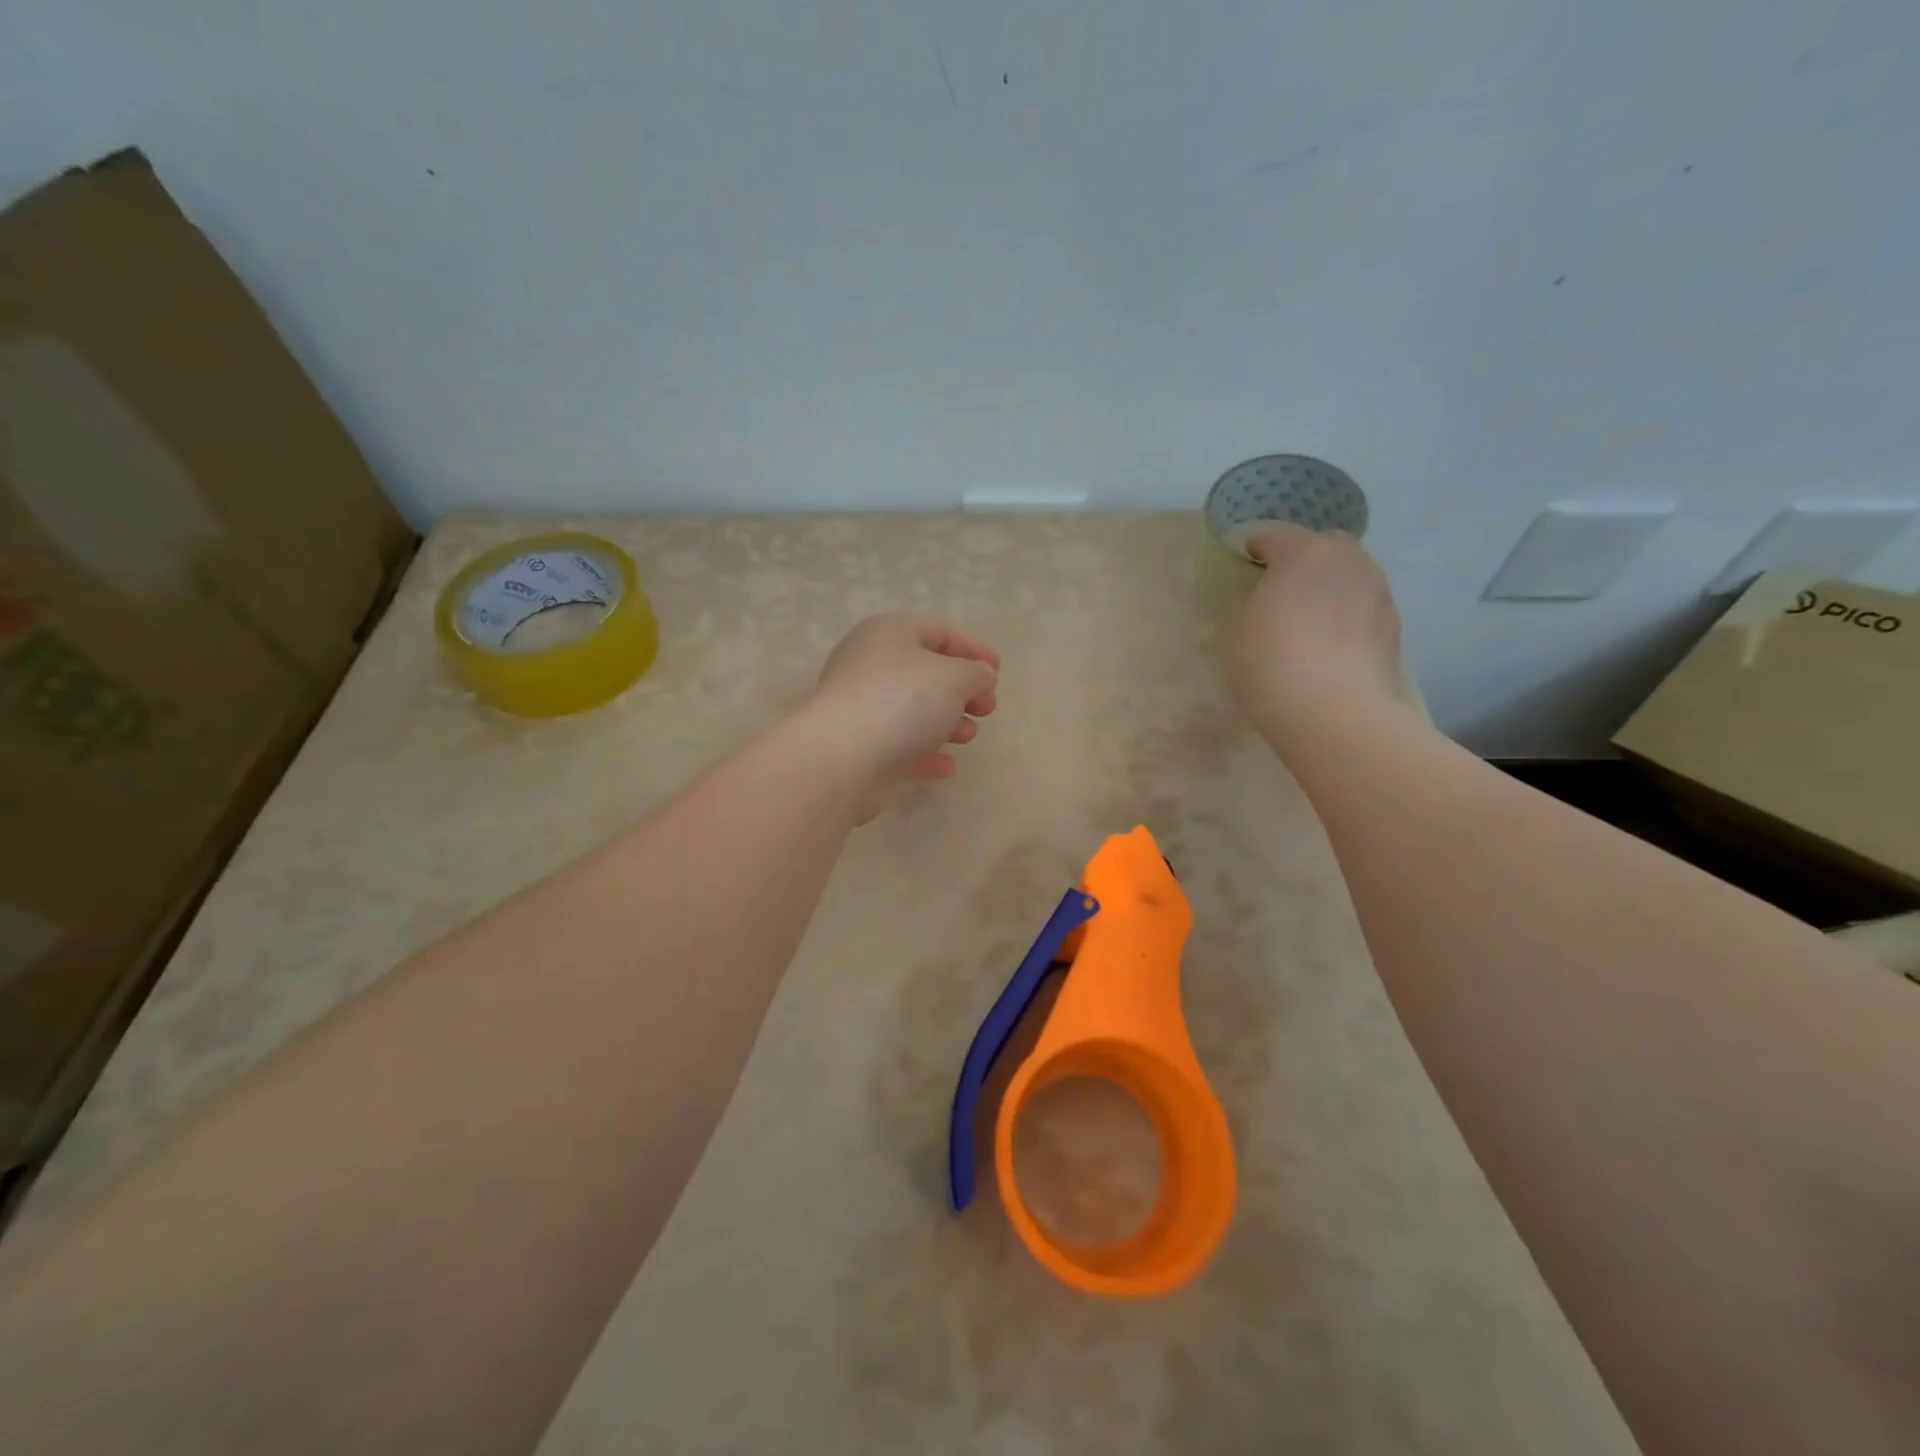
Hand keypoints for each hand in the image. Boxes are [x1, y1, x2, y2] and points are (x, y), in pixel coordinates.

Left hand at [806, 613, 998, 818]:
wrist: (843, 756)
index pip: (938, 632)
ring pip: (912, 710)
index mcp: (889, 633)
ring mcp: (861, 706)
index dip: (972, 649)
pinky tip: (946, 766)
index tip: (998, 671)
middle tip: (987, 709)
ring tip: (968, 736)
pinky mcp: (858, 746)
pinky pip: (899, 744)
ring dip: (946, 722)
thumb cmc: (903, 700)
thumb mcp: (956, 677)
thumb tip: (980, 677)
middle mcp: (870, 664)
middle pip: (925, 673)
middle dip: (962, 692)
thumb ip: (976, 673)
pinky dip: (925, 752)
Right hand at [1226, 525, 1406, 752]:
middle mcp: (1349, 561)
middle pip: (1324, 546)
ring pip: (1350, 577)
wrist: (1333, 712)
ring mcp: (1378, 593)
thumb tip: (1267, 597)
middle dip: (1303, 560)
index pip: (1274, 534)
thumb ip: (1253, 601)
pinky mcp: (1394, 628)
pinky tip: (1331, 647)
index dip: (1255, 545)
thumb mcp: (1237, 628)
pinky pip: (1363, 610)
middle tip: (1282, 589)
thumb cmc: (1271, 661)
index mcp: (1304, 552)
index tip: (1244, 561)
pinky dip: (1347, 618)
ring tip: (1309, 621)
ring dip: (1330, 589)